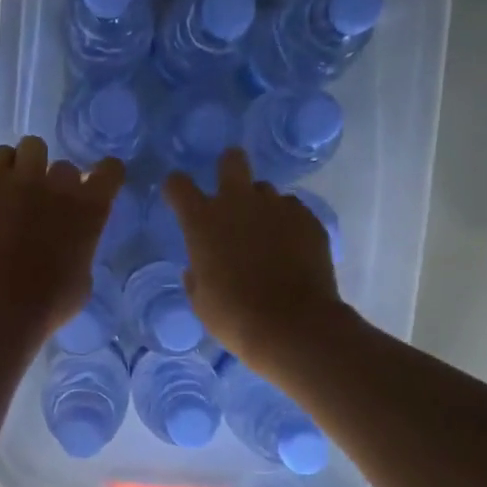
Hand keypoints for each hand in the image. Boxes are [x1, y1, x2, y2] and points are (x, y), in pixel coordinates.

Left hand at [0, 137, 124, 340]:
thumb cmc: (48, 305)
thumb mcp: (83, 280)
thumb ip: (82, 251)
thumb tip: (72, 245)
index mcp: (92, 209)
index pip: (110, 170)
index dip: (104, 175)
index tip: (96, 184)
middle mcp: (61, 186)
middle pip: (66, 166)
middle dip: (58, 183)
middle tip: (45, 205)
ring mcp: (23, 180)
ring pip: (33, 146)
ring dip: (30, 164)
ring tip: (19, 187)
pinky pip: (0, 154)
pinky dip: (2, 166)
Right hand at [163, 148, 347, 376]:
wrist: (292, 325)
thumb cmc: (234, 316)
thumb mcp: (200, 299)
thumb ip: (197, 273)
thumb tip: (199, 266)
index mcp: (202, 221)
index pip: (178, 184)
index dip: (177, 188)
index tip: (179, 199)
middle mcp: (239, 202)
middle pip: (232, 160)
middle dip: (228, 167)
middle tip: (230, 193)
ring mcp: (278, 207)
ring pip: (265, 190)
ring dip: (260, 205)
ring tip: (265, 236)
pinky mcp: (309, 219)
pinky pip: (293, 210)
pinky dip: (287, 224)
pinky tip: (290, 250)